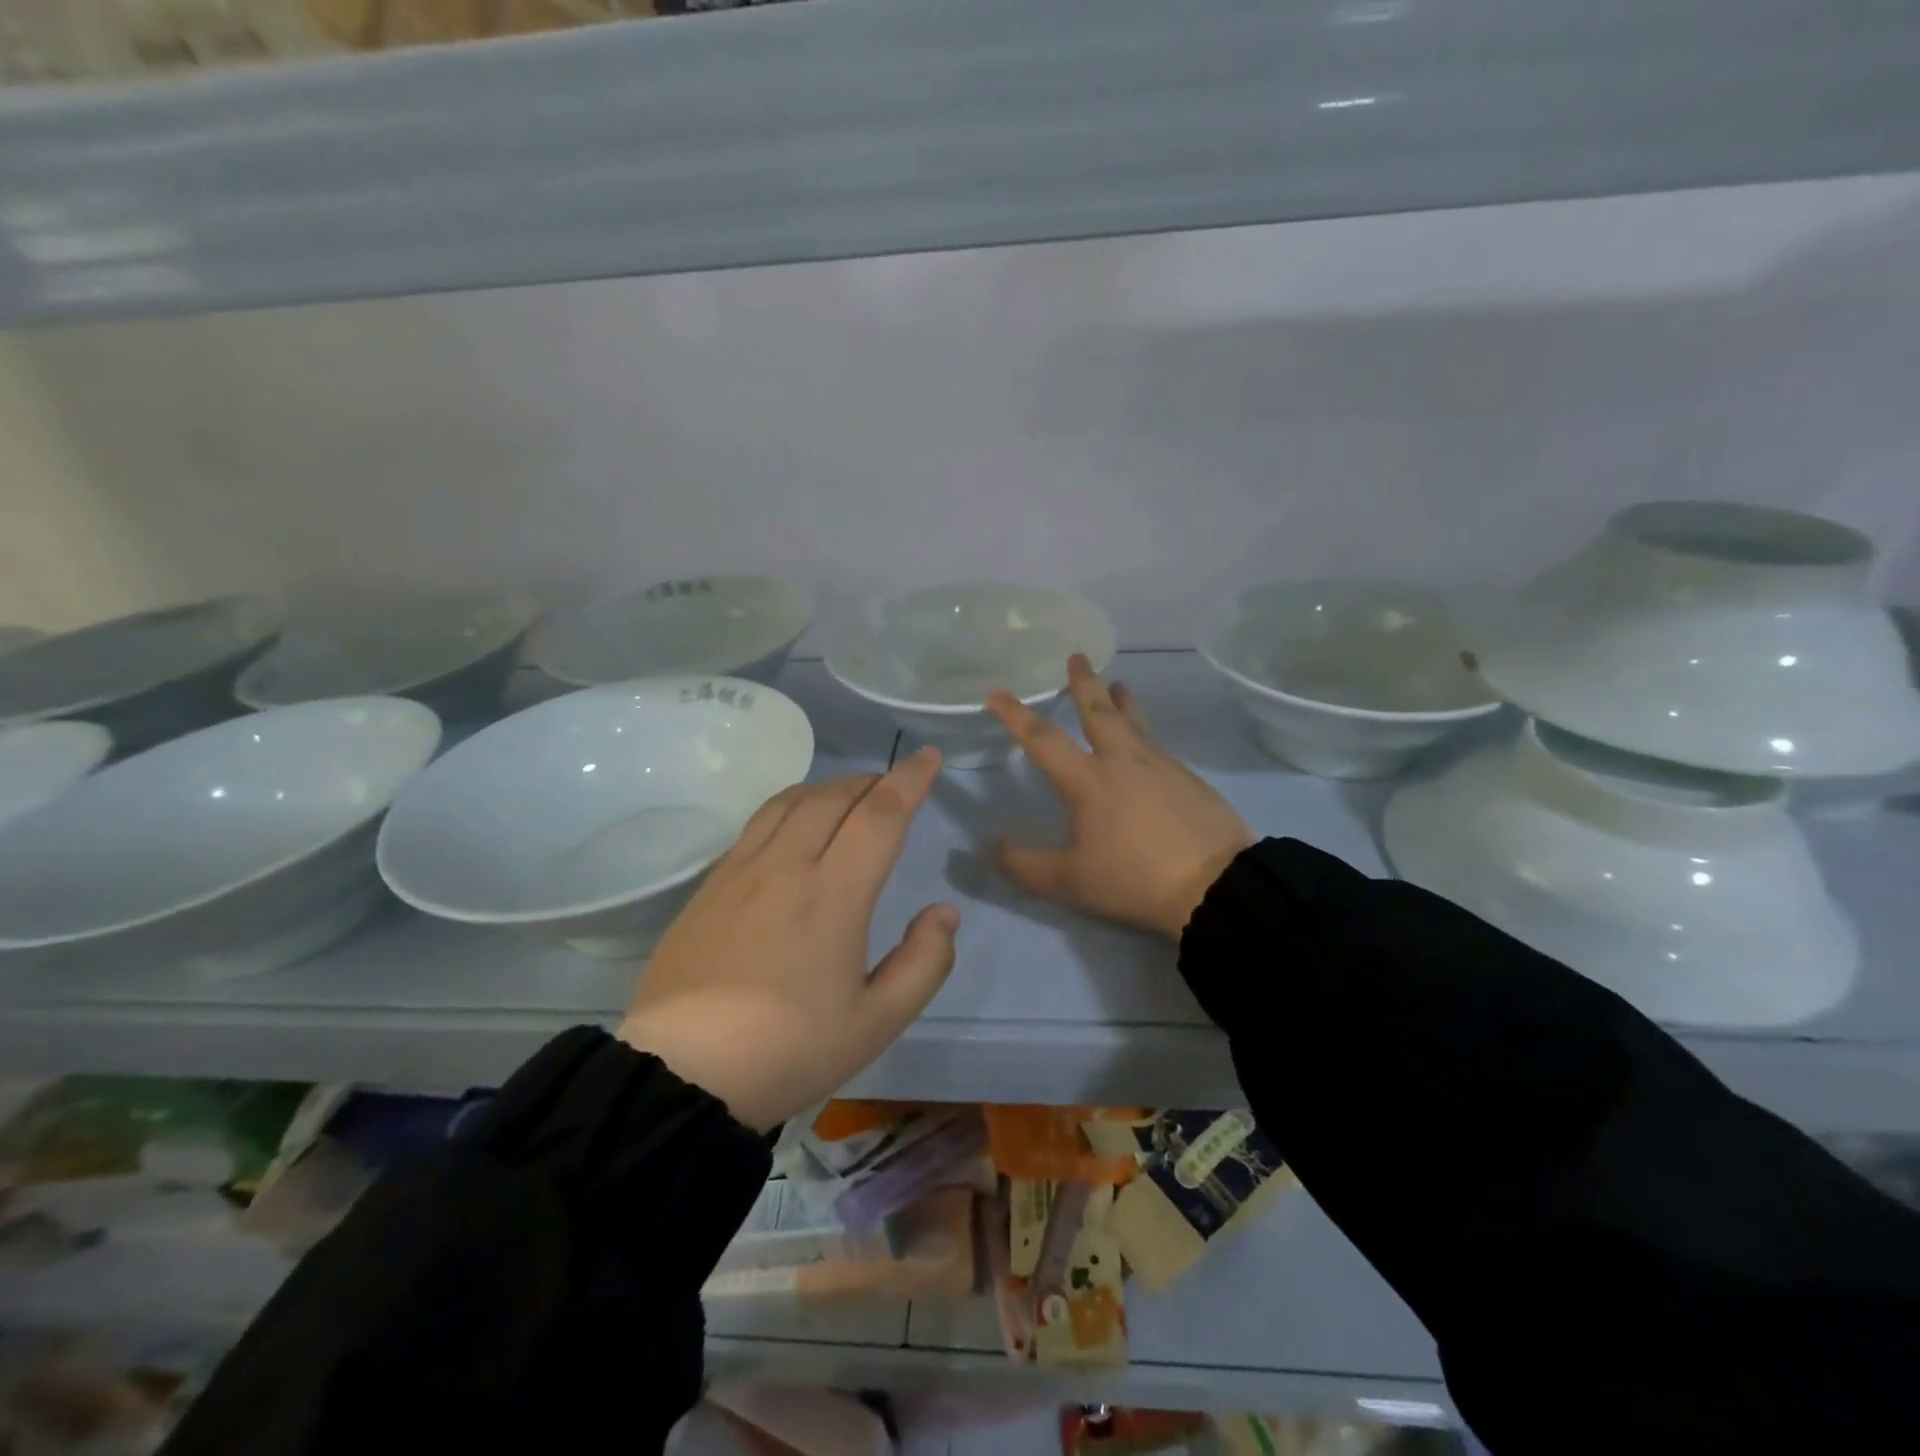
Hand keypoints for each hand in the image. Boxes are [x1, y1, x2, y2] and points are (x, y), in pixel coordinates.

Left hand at [617, 749, 958, 1131]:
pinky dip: (790, 807)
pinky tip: (792, 829)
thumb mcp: (876, 1023)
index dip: (909, 780)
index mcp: (834, 895)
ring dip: (828, 788)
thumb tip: (944, 912)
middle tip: (892, 786)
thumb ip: (923, 963)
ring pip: (790, 801)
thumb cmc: (790, 1050)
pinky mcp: (709, 886)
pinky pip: (757, 824)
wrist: (682, 1075)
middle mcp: (786, 866)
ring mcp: (740, 871)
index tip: (928, 757)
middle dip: (871, 781)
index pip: (880, 815)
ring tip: (847, 798)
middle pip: (833, 797)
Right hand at [988, 656, 1252, 939]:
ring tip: (1118, 684)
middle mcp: (1123, 761)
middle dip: (1084, 683)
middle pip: (1099, 712)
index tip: (998, 693)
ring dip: (1122, 700)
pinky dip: (1144, 731)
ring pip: (1135, 722)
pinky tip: (1146, 743)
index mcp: (1089, 781)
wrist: (1216, 884)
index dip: (1016, 715)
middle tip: (1078, 657)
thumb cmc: (1134, 879)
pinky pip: (1158, 744)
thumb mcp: (1070, 882)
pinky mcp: (1189, 779)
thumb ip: (1025, 865)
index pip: (1043, 740)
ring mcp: (1161, 766)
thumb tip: (993, 844)